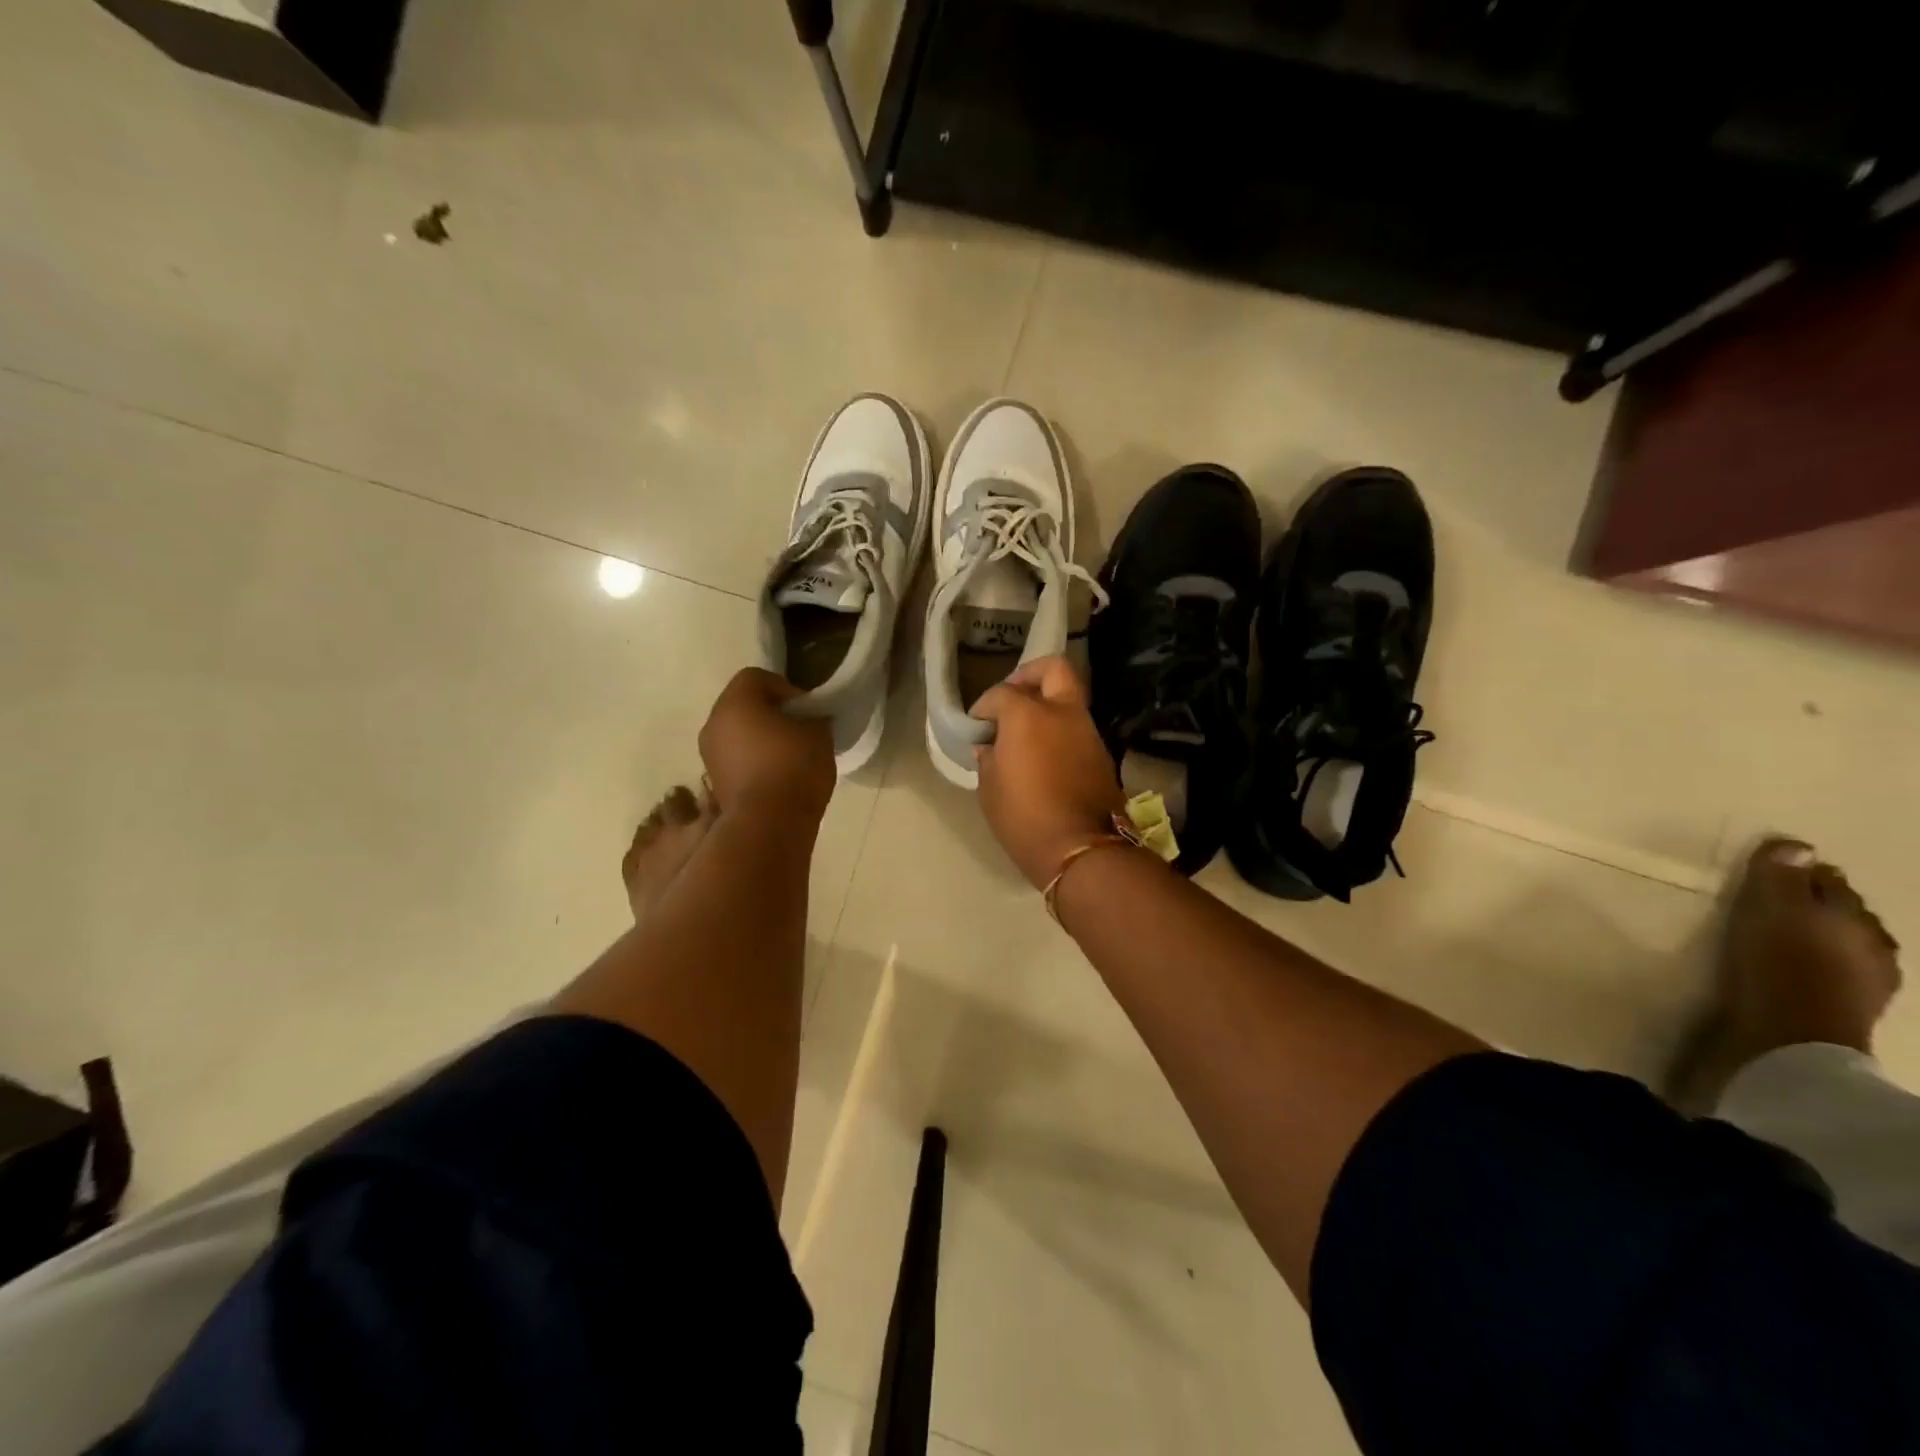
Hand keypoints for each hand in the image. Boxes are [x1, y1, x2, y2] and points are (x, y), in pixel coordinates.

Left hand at [699, 668, 834, 825]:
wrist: (769, 824)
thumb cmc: (794, 766)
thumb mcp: (819, 732)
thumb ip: (812, 716)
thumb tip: (809, 718)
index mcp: (735, 702)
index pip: (756, 677)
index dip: (785, 687)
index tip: (806, 709)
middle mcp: (713, 723)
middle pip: (743, 705)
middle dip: (771, 713)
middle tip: (799, 730)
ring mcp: (709, 756)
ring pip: (737, 734)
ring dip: (760, 739)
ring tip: (790, 758)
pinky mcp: (715, 783)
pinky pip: (736, 760)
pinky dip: (754, 762)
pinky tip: (778, 778)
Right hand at [970, 656, 1127, 888]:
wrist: (1081, 849)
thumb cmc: (1024, 818)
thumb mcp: (990, 790)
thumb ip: (988, 759)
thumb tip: (989, 747)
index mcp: (1028, 715)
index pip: (1001, 693)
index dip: (984, 707)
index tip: (976, 726)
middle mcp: (1062, 712)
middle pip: (1053, 669)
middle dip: (1030, 675)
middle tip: (1013, 697)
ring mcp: (1087, 730)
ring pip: (1069, 698)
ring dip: (1048, 704)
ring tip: (1027, 731)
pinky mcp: (1101, 752)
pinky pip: (1077, 726)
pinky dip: (1060, 729)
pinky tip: (1044, 753)